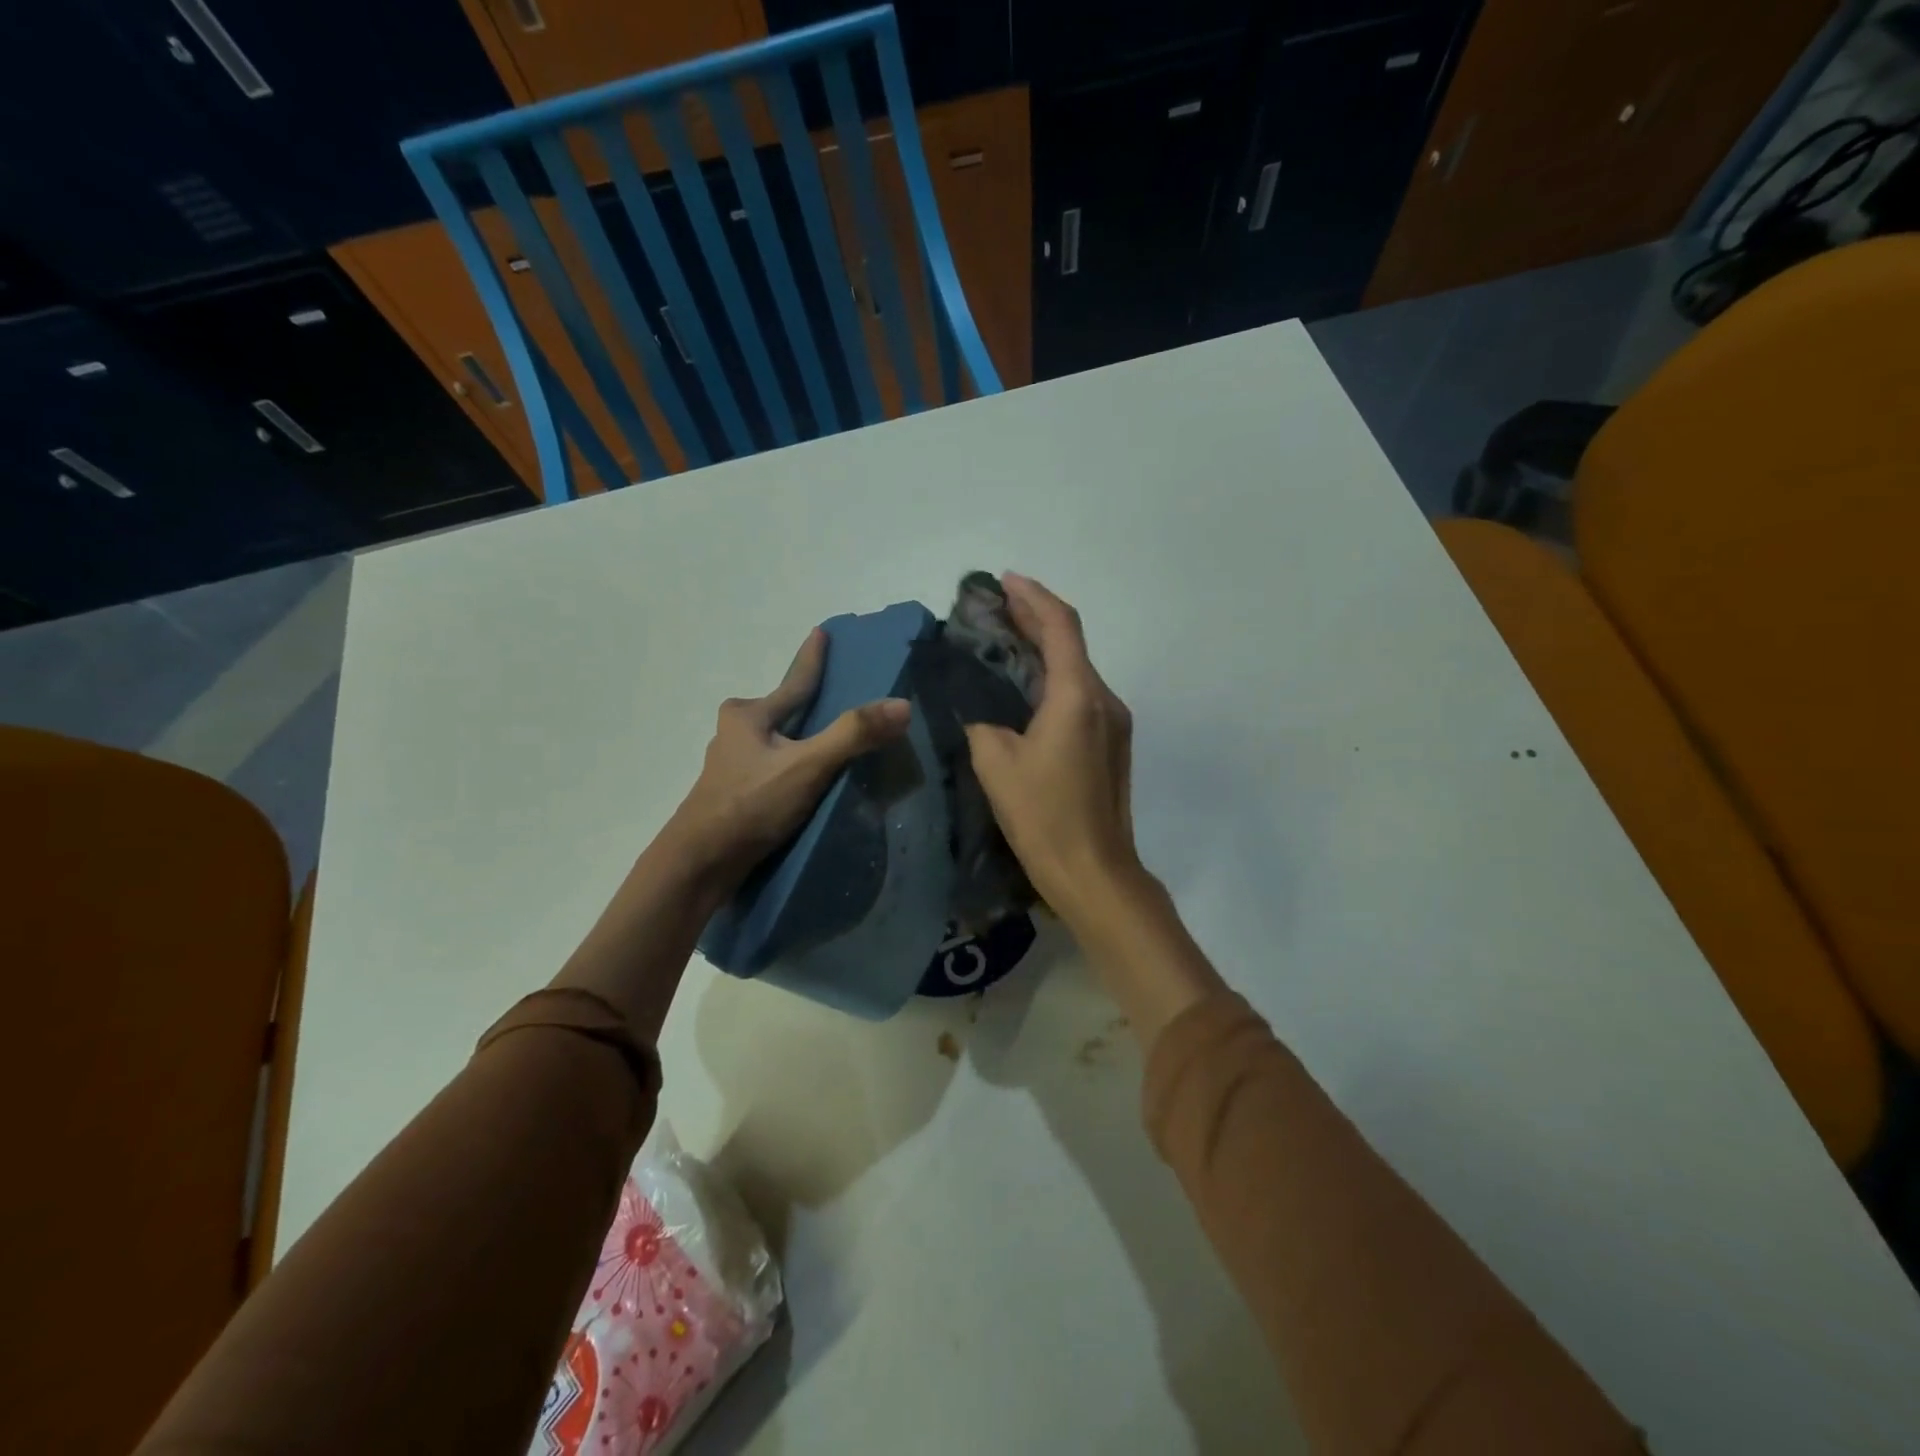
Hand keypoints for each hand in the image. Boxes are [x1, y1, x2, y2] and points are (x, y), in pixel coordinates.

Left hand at [667, 627, 909, 891]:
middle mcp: (735, 733)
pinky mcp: (734, 795)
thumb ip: (853, 735)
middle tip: (832, 698)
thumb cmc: (749, 804)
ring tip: (826, 745)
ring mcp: (731, 766)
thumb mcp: (807, 766)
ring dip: (797, 740)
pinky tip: (805, 783)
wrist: (699, 864)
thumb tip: (902, 705)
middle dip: (803, 705)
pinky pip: (772, 768)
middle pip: (781, 712)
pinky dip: (791, 767)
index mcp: (748, 715)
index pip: (794, 682)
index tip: (820, 632)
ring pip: (774, 742)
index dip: (812, 658)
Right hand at [964, 574, 1141, 929]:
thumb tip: (980, 708)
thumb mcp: (996, 763)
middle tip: (997, 607)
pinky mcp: (1112, 744)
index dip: (1033, 596)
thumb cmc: (1044, 816)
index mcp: (1078, 696)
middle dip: (1035, 618)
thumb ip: (983, 722)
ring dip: (1044, 650)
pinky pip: (1081, 696)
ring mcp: (1114, 723)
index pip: (1060, 626)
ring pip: (1077, 670)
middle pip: (1071, 643)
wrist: (1094, 872)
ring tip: (1005, 641)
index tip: (1004, 581)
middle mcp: (1104, 699)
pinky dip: (1053, 679)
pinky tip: (1025, 687)